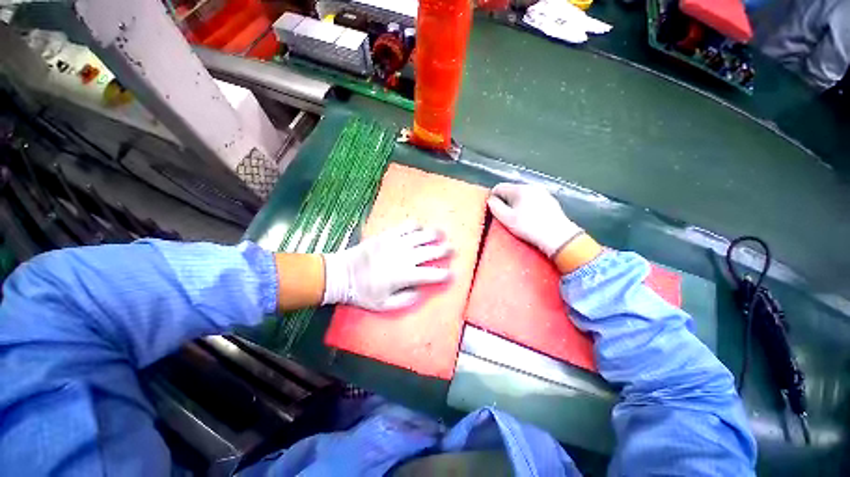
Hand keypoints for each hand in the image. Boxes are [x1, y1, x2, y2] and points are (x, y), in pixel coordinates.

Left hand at [322, 221, 451, 310]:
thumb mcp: (384, 305)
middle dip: (444, 251)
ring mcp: (395, 244)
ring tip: (442, 233)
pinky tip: (420, 227)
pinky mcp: (387, 235)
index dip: (444, 274)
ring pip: (421, 236)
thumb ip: (406, 300)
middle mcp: (404, 257)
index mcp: (404, 276)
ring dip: (434, 235)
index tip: (452, 274)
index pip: (431, 275)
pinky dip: (415, 226)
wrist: (342, 274)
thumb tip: (421, 292)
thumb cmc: (363, 292)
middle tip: (452, 249)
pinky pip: (405, 227)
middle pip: (430, 252)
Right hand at [487, 183, 582, 256]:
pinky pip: (532, 200)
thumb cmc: (530, 227)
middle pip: (510, 191)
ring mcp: (542, 193)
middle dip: (505, 202)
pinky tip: (530, 218)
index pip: (499, 187)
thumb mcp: (507, 219)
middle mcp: (531, 187)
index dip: (493, 199)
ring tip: (518, 219)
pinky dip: (527, 207)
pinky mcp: (550, 201)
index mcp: (520, 189)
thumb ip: (495, 207)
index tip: (494, 211)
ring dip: (516, 205)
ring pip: (521, 196)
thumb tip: (490, 200)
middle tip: (506, 217)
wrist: (558, 237)